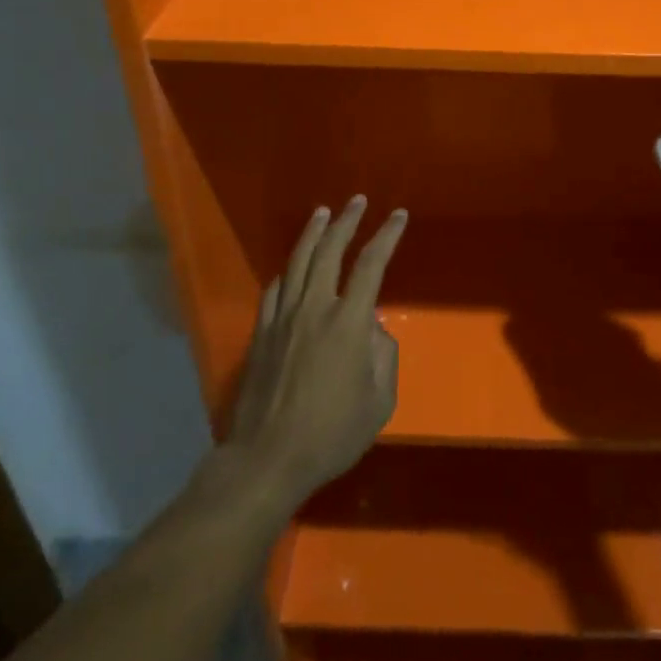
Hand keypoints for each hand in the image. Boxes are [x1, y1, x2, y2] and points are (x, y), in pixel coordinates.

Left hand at [227, 197, 406, 512]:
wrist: (267, 459)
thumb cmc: (332, 434)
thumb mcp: (379, 402)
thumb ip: (384, 357)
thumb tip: (373, 330)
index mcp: (349, 322)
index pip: (371, 265)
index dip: (387, 236)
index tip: (398, 216)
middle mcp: (315, 308)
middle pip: (330, 251)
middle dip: (347, 221)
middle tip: (357, 201)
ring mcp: (283, 318)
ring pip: (298, 261)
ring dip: (313, 233)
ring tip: (323, 212)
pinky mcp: (262, 332)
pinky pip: (275, 288)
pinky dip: (288, 269)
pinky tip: (291, 264)